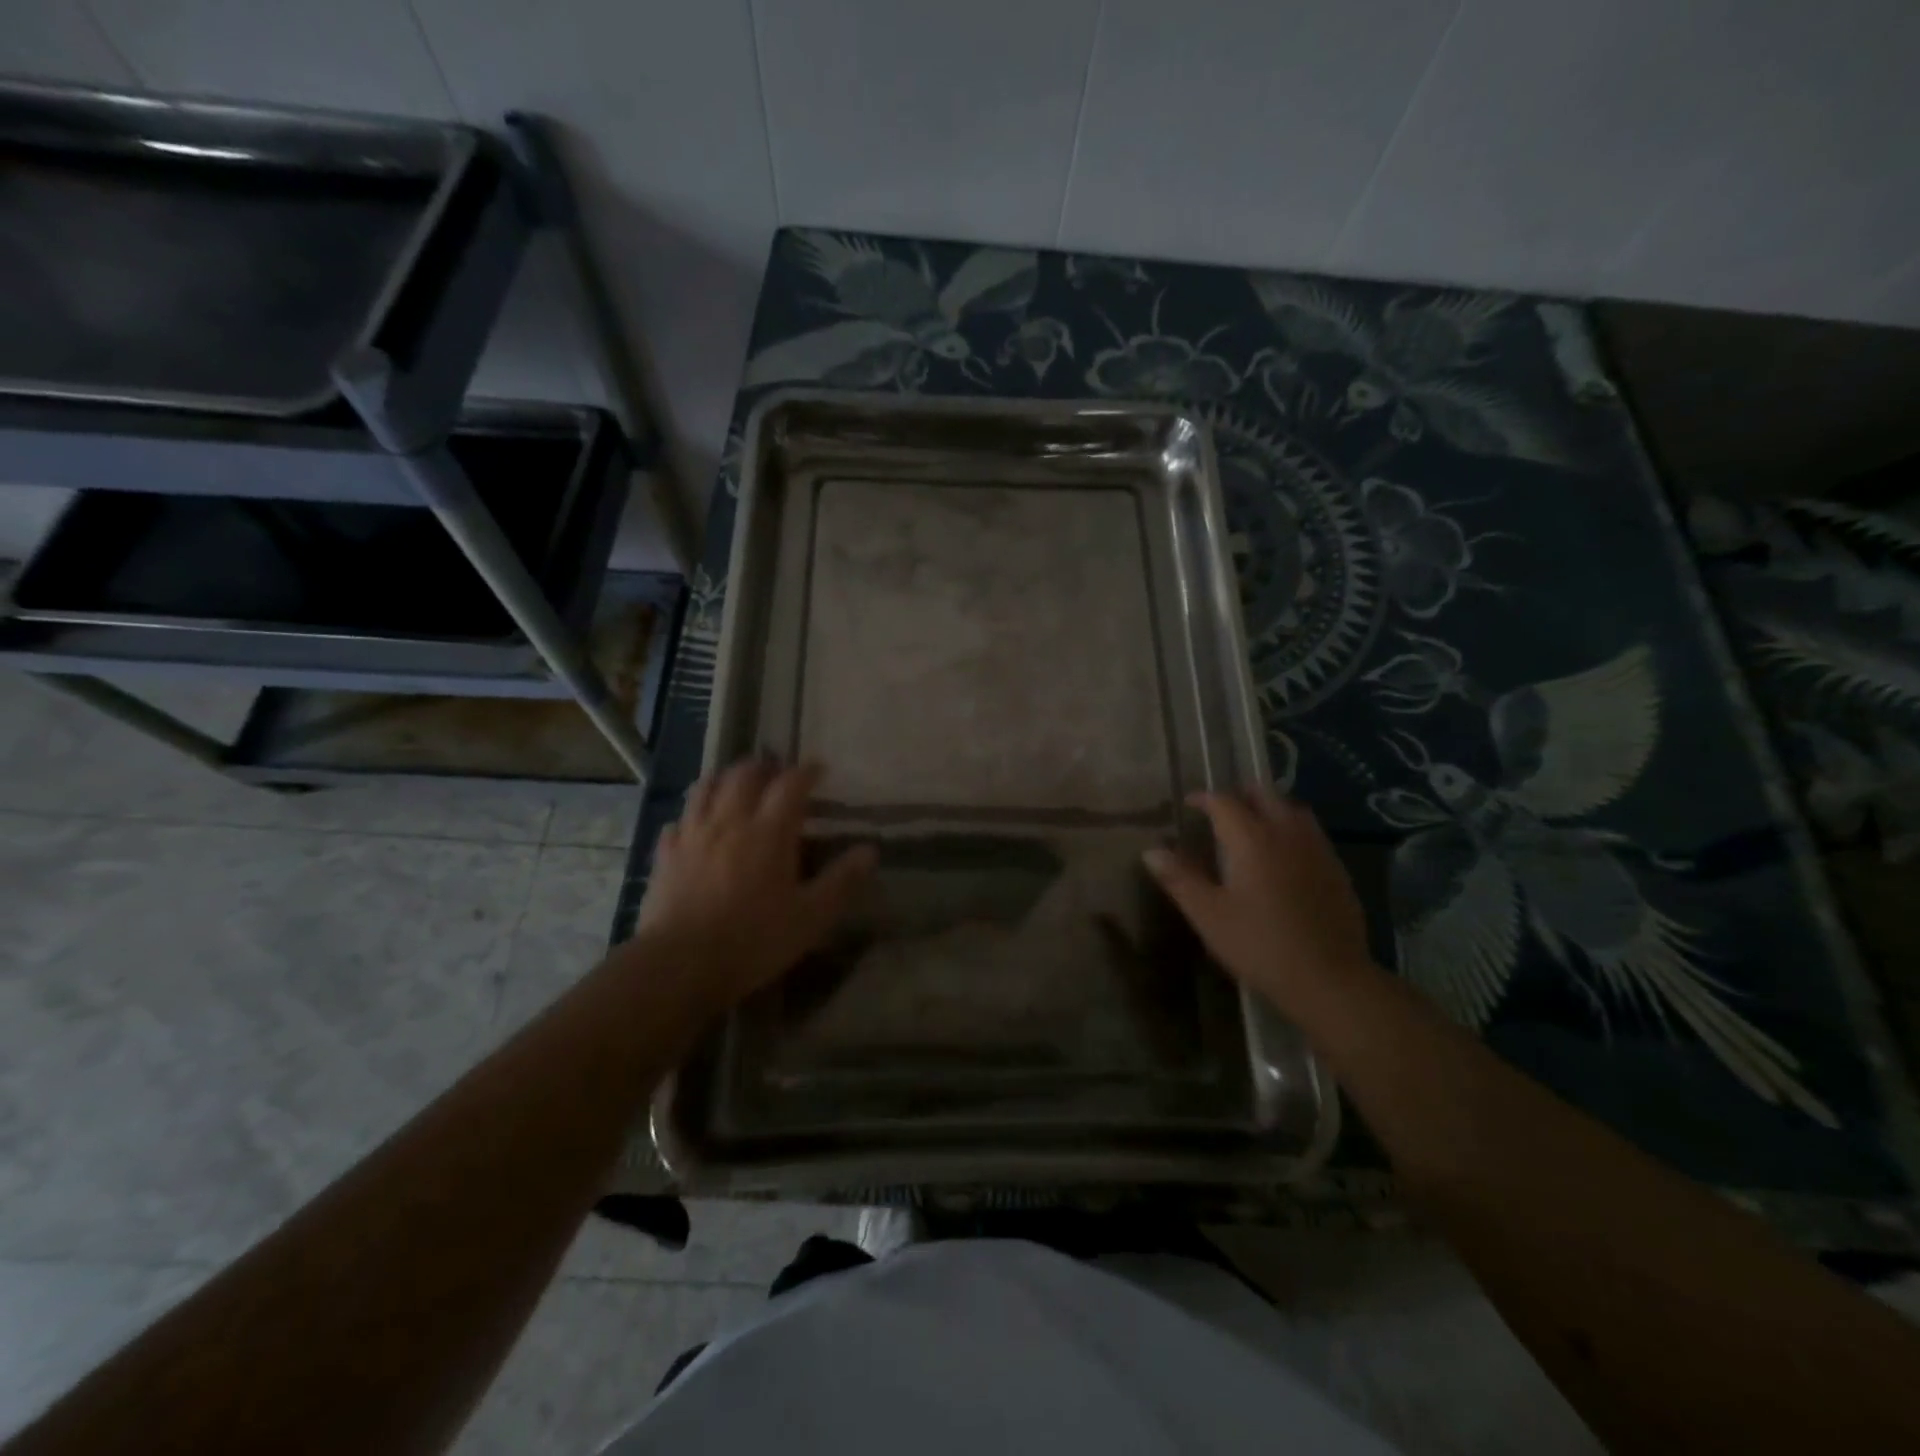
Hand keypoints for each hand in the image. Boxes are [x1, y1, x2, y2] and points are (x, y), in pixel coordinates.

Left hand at [636, 759, 875, 1008]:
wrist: (680, 964)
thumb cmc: (753, 940)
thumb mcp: (811, 917)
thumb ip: (841, 881)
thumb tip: (870, 850)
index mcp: (769, 831)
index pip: (790, 784)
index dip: (807, 771)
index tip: (819, 769)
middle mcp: (729, 821)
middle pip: (743, 775)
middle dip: (764, 767)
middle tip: (777, 773)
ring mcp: (692, 835)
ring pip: (705, 788)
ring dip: (725, 779)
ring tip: (736, 785)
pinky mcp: (665, 855)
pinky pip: (678, 821)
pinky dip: (692, 814)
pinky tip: (697, 826)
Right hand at [1142, 789, 1372, 1013]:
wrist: (1330, 979)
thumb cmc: (1260, 945)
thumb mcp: (1209, 915)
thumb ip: (1180, 879)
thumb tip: (1151, 851)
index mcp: (1252, 838)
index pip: (1224, 801)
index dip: (1203, 798)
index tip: (1189, 805)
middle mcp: (1286, 833)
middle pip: (1264, 794)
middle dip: (1239, 795)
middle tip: (1221, 811)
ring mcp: (1317, 849)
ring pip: (1292, 809)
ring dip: (1269, 808)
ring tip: (1253, 826)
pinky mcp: (1337, 869)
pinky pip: (1311, 833)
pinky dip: (1291, 830)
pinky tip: (1284, 857)